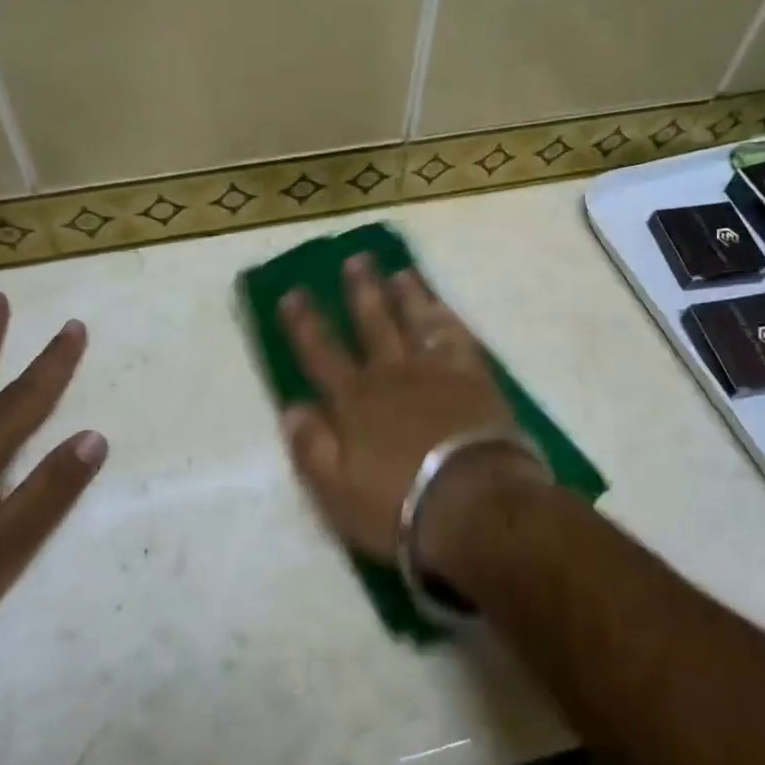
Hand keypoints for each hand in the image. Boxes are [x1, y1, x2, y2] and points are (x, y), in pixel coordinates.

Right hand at [278, 257, 534, 563]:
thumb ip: (310, 447)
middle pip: (372, 323)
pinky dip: (446, 317)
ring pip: (415, 321)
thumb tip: (292, 407)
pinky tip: (441, 305)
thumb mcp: (336, 492)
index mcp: (354, 402)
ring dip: (406, 294)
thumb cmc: (398, 505)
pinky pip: (456, 336)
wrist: (473, 504)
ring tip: (399, 271)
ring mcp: (435, 370)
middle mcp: (391, 374)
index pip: (321, 354)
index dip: (305, 323)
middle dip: (360, 291)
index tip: (294, 293)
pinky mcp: (473, 376)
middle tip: (355, 259)